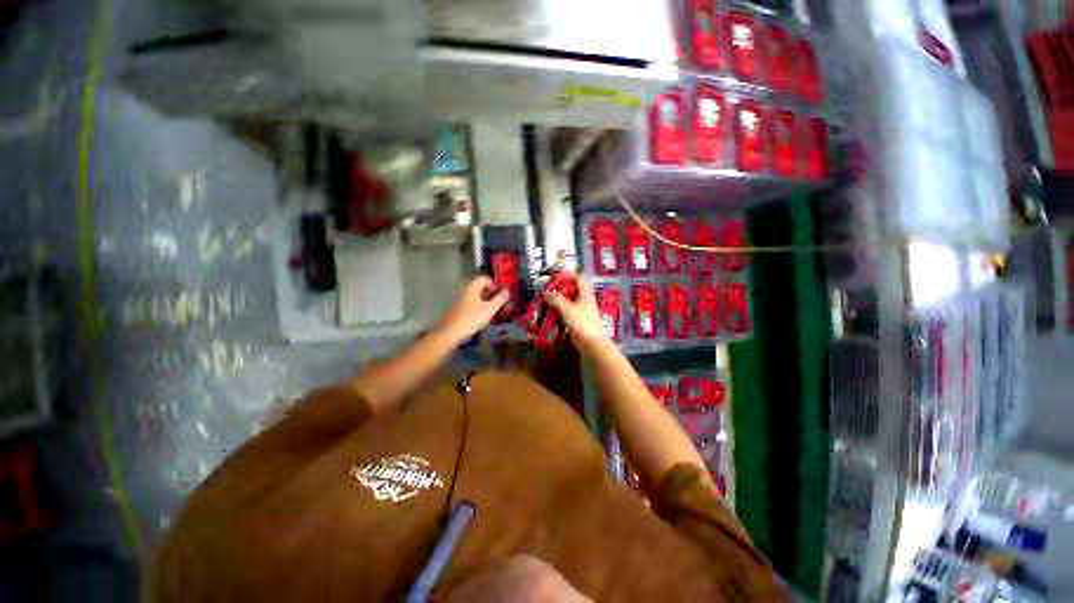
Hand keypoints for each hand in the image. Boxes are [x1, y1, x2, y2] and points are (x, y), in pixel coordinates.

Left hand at [437, 276, 509, 341]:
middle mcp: (464, 289)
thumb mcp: (490, 309)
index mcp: (471, 286)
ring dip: (483, 300)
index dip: (494, 285)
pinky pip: (469, 302)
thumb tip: (507, 291)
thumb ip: (499, 299)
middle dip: (489, 293)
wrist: (450, 332)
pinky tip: (479, 316)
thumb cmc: (472, 318)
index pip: (484, 278)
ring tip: (490, 311)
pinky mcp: (455, 307)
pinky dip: (476, 306)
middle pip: (479, 286)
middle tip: (496, 304)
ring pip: (474, 295)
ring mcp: (458, 298)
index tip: (499, 295)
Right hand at [544, 275, 609, 354]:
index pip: (579, 279)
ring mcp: (581, 312)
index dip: (568, 276)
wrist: (591, 343)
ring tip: (547, 302)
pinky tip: (550, 314)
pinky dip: (558, 312)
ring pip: (568, 303)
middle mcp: (584, 301)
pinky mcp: (577, 322)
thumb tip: (545, 292)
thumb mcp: (567, 308)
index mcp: (585, 294)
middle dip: (560, 290)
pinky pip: (566, 314)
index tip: (556, 277)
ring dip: (558, 302)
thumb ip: (556, 299)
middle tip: (548, 291)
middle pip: (572, 291)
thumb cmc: (582, 323)